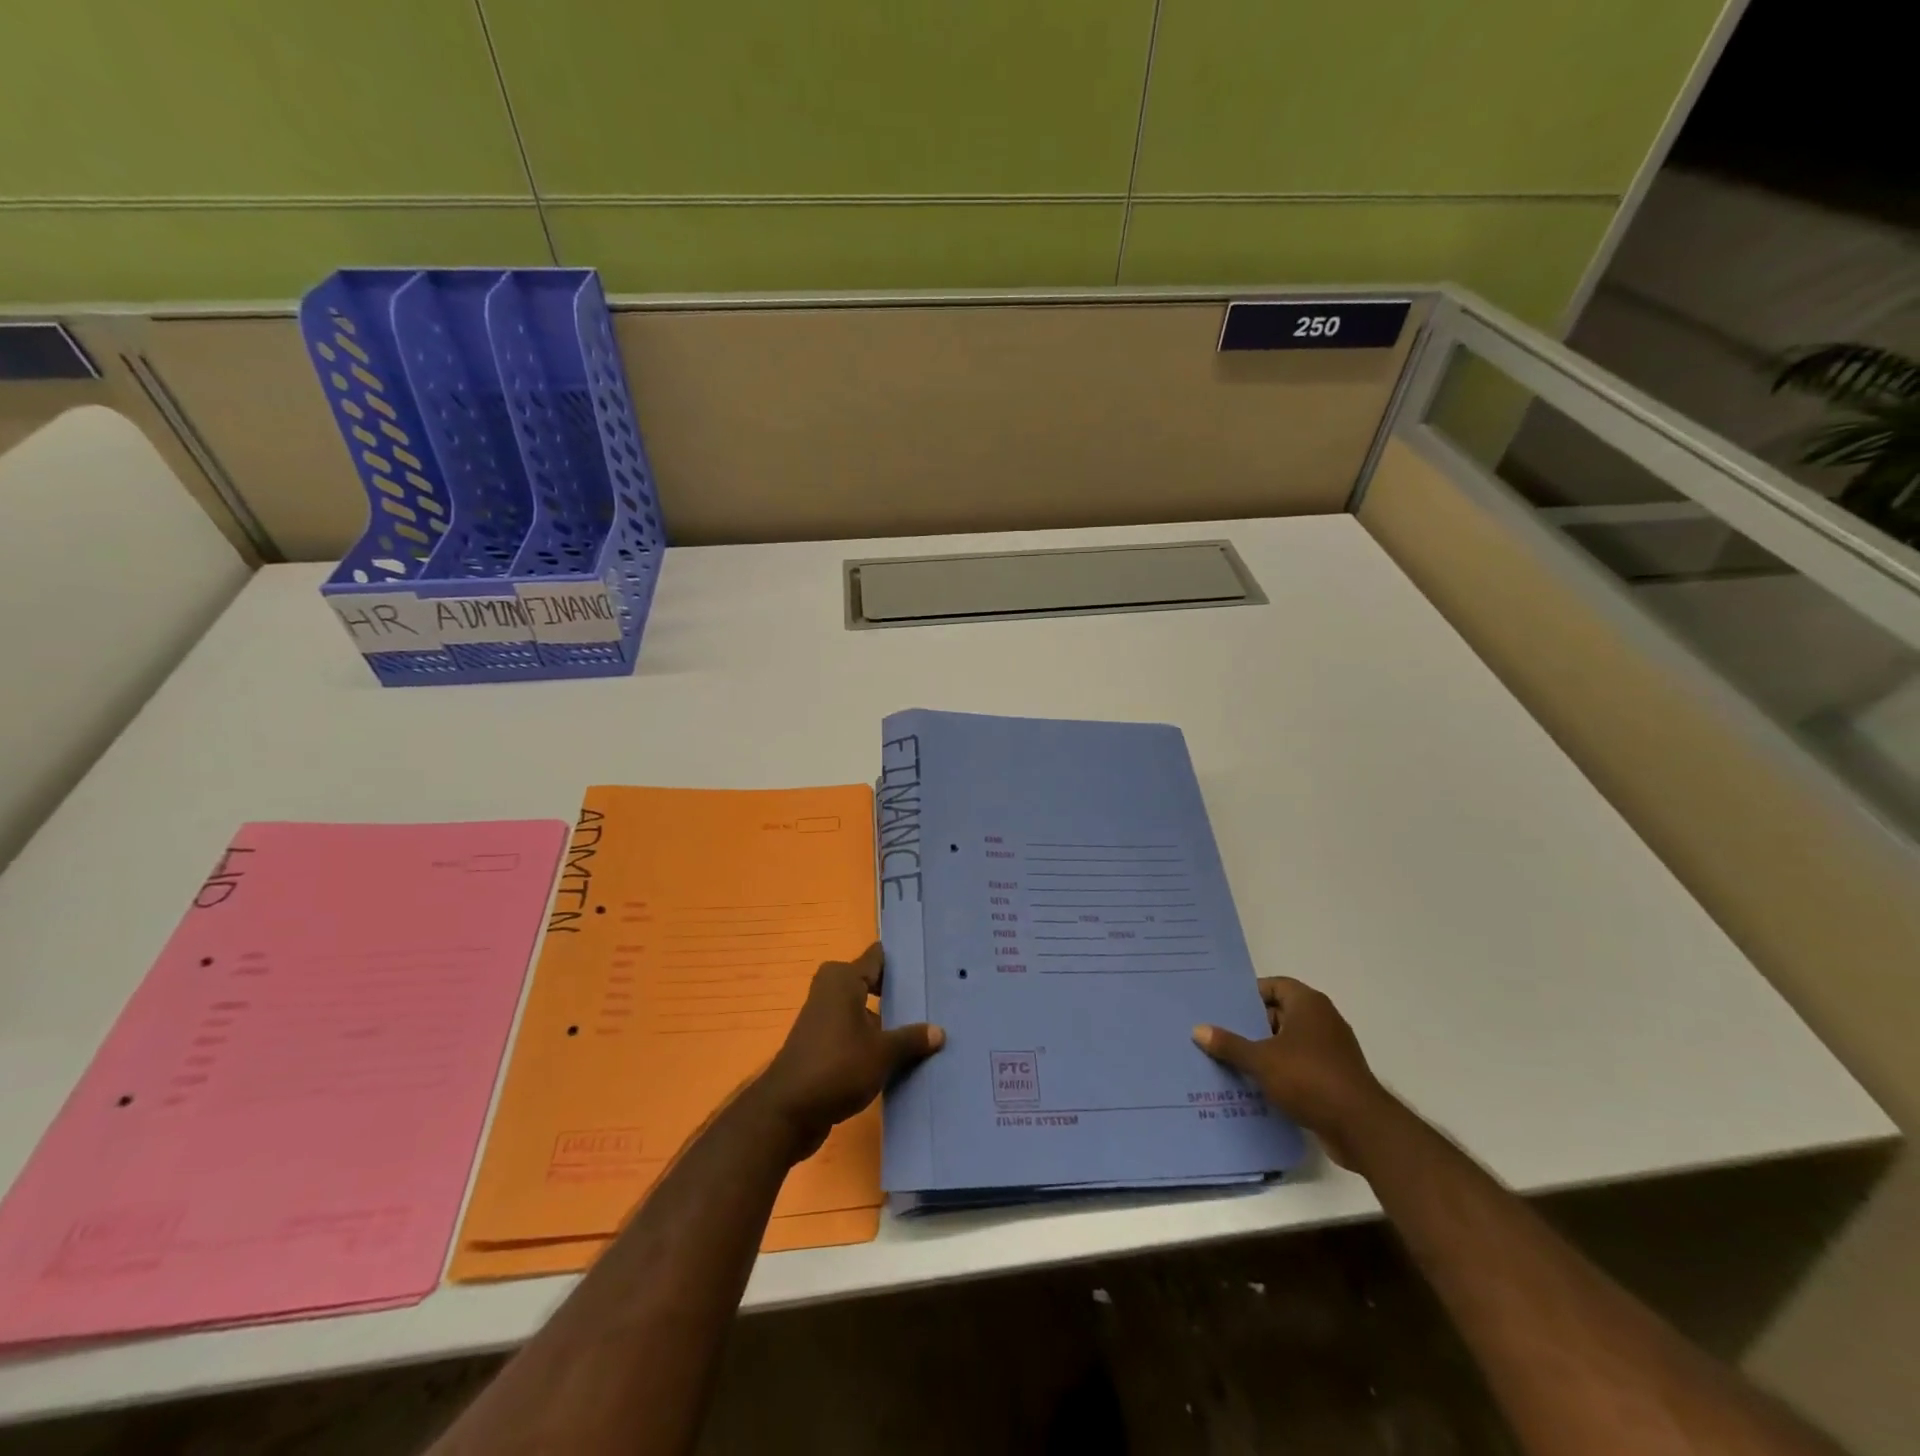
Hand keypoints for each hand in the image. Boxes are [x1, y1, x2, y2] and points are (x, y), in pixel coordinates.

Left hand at [752, 944, 944, 1158]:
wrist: (787, 1113)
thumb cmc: (837, 1067)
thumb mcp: (882, 1053)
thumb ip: (911, 1039)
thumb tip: (939, 1031)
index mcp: (843, 979)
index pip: (878, 957)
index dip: (903, 962)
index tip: (931, 968)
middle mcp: (831, 990)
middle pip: (873, 983)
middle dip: (900, 993)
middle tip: (935, 1001)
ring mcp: (824, 1018)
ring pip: (865, 1011)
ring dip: (888, 1021)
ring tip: (926, 1030)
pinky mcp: (822, 1044)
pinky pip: (855, 1032)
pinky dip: (874, 1040)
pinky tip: (900, 1056)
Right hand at [1192, 977, 1389, 1168]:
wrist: (1362, 1128)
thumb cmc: (1309, 1079)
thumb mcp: (1261, 1060)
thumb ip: (1229, 1045)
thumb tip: (1198, 1030)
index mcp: (1308, 1004)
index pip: (1274, 986)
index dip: (1249, 994)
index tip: (1223, 1006)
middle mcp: (1323, 1020)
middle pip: (1279, 1014)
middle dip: (1251, 1025)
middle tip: (1219, 1032)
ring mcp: (1331, 1050)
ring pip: (1288, 1042)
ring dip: (1264, 1051)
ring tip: (1230, 1060)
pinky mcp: (1335, 1077)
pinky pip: (1300, 1066)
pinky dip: (1280, 1072)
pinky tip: (1255, 1085)